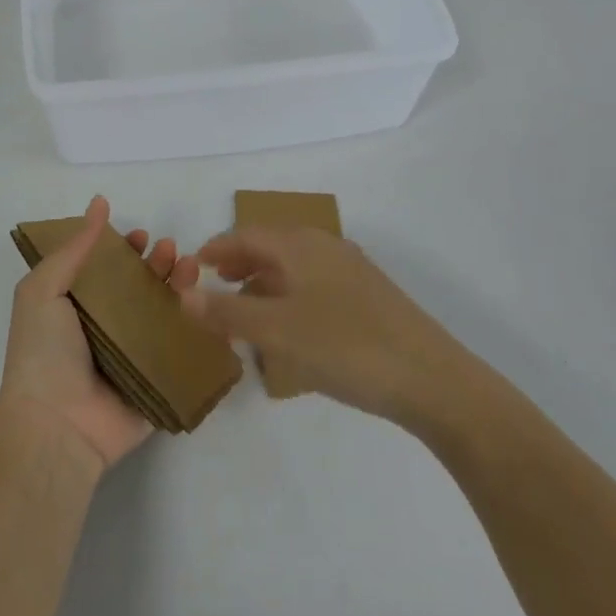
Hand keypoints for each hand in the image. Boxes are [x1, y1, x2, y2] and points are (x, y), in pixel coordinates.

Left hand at [0, 195, 197, 471]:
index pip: (107, 271)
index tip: (140, 235)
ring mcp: (134, 358)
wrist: (56, 425)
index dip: (124, 250)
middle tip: (170, 250)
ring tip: (189, 268)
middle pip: (140, 289)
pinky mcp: (158, 383)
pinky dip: (200, 329)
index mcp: (77, 308)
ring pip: (165, 315)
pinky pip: (183, 352)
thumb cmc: (43, 352)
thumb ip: (74, 248)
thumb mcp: (44, 289)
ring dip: (179, 288)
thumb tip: (99, 202)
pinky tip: (211, 307)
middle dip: (157, 265)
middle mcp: (107, 330)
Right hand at [180, 227, 467, 425]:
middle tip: (214, 286)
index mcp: (301, 246)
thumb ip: (227, 312)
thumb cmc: (347, 346)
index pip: (246, 235)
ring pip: (293, 268)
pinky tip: (287, 330)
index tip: (192, 266)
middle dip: (239, 264)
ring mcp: (351, 273)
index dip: (216, 249)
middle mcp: (325, 248)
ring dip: (263, 283)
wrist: (433, 380)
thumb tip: (183, 294)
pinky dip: (289, 299)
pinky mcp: (368, 299)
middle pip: (271, 247)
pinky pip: (314, 287)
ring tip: (243, 311)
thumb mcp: (277, 331)